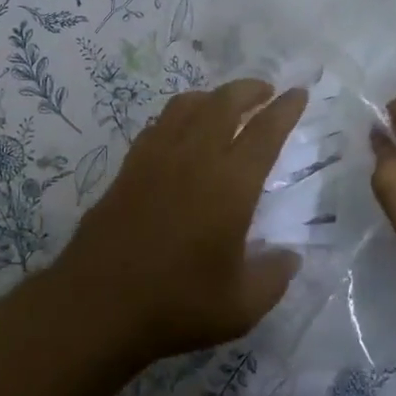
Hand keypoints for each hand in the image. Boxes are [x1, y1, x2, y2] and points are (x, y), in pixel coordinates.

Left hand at [54, 79, 308, 362]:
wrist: (97, 305)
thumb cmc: (176, 305)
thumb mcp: (241, 306)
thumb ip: (273, 277)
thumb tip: (290, 257)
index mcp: (230, 184)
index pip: (265, 132)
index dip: (285, 109)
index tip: (298, 92)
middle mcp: (193, 158)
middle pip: (223, 103)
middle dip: (249, 89)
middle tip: (265, 91)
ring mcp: (155, 158)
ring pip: (186, 106)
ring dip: (212, 96)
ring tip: (224, 105)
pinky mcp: (127, 168)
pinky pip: (158, 125)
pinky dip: (178, 116)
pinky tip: (181, 133)